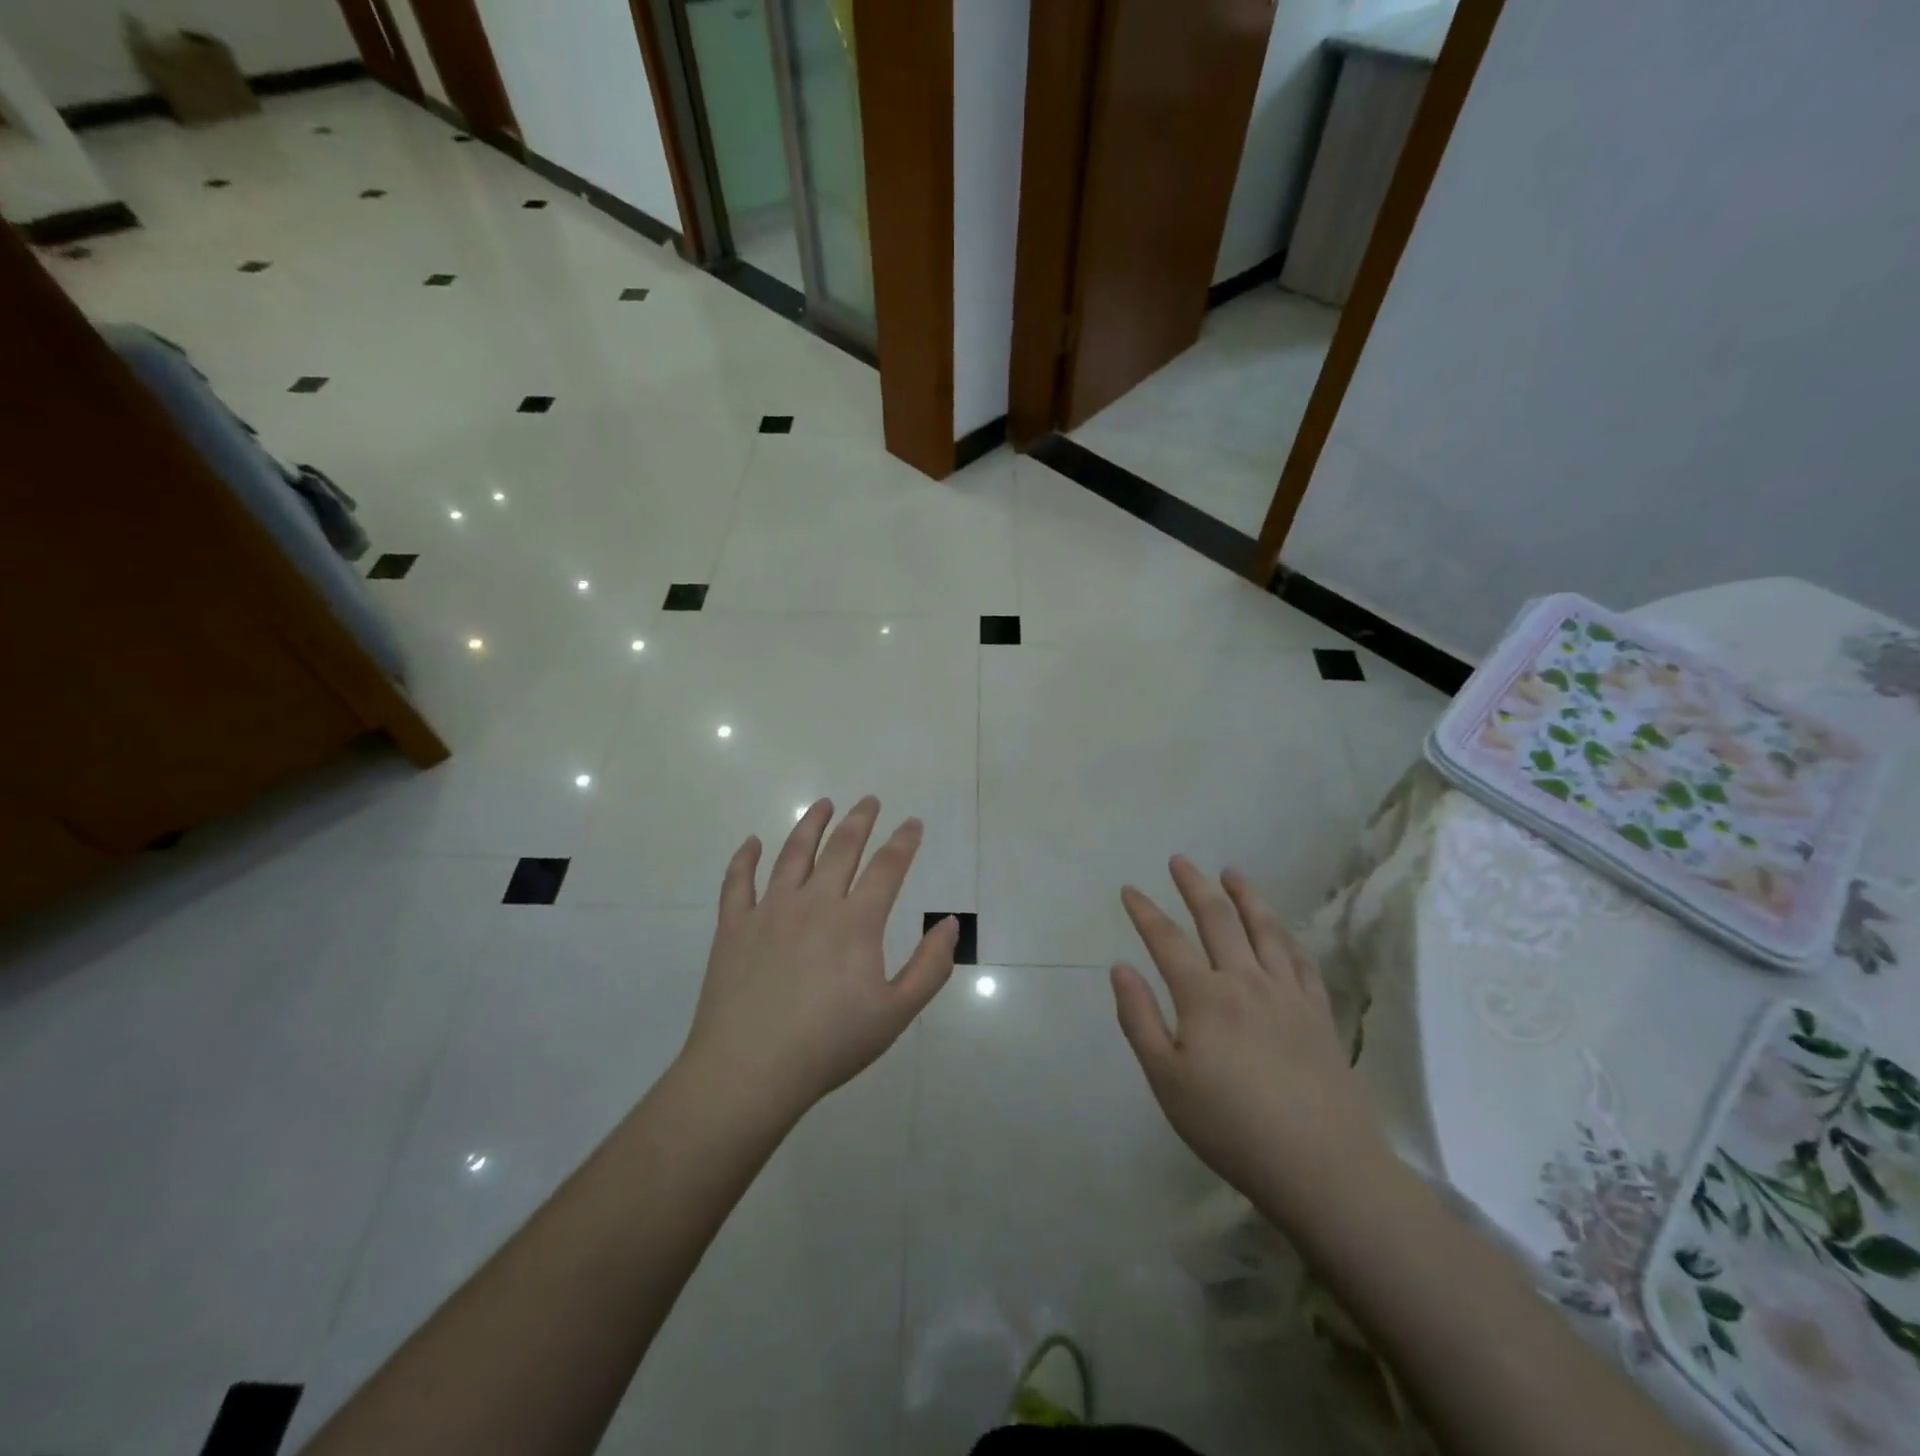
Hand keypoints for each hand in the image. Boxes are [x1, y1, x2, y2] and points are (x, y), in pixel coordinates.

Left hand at [681, 796, 957, 1116]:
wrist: (750, 1070)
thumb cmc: (830, 1044)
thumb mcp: (896, 1013)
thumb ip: (930, 966)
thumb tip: (951, 923)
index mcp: (856, 922)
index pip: (887, 868)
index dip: (903, 842)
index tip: (913, 823)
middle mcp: (814, 903)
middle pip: (841, 848)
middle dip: (859, 820)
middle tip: (869, 800)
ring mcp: (769, 911)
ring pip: (793, 854)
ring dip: (810, 824)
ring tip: (822, 804)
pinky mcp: (733, 927)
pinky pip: (737, 881)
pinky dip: (745, 858)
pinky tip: (752, 842)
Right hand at [1112, 857, 1390, 1232]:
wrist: (1321, 1166)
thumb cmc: (1231, 1127)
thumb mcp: (1166, 1080)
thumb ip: (1140, 1019)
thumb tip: (1120, 967)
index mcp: (1204, 997)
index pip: (1167, 940)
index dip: (1145, 911)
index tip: (1130, 889)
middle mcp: (1246, 981)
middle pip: (1217, 919)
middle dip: (1194, 885)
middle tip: (1180, 860)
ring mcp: (1288, 993)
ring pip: (1264, 928)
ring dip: (1245, 895)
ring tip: (1231, 873)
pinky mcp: (1319, 1012)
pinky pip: (1300, 959)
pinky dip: (1285, 934)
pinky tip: (1280, 928)